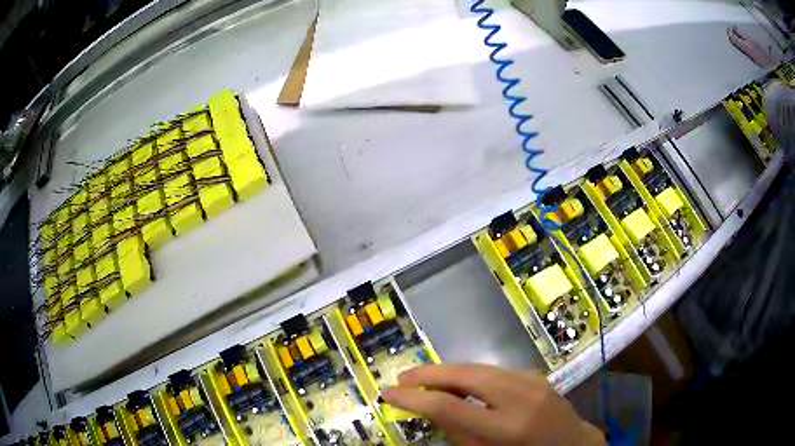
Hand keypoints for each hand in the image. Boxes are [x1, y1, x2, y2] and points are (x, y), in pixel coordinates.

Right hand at [382, 363, 604, 445]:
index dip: (415, 398)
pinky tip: (456, 381)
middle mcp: (520, 396)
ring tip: (422, 378)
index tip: (390, 394)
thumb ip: (456, 430)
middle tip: (402, 379)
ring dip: (447, 371)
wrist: (571, 443)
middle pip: (465, 374)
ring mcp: (531, 380)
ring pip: (479, 367)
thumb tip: (424, 407)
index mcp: (507, 427)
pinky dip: (470, 373)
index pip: (450, 405)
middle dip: (429, 374)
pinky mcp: (535, 373)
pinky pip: (494, 370)